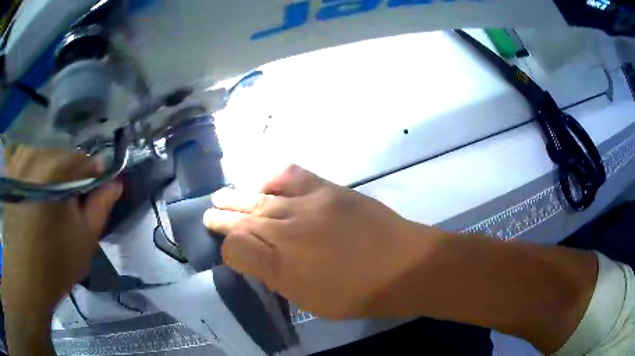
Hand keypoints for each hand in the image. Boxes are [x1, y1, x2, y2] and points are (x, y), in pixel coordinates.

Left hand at [2, 147, 121, 322]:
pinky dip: (35, 174)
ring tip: (49, 203)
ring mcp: (20, 159)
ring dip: (51, 175)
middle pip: (62, 156)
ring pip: (45, 157)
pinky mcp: (11, 168)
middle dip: (69, 177)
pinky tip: (33, 196)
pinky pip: (29, 161)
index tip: (92, 195)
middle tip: (67, 206)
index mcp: (56, 169)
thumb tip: (116, 181)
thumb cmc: (56, 263)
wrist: (25, 279)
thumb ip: (101, 204)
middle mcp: (36, 154)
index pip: (84, 160)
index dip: (93, 177)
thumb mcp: (85, 238)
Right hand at [203, 165, 438, 318]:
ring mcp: (309, 206)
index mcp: (283, 268)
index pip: (237, 250)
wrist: (405, 265)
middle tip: (209, 213)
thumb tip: (258, 261)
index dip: (227, 249)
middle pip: (244, 220)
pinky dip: (272, 178)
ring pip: (261, 198)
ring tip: (224, 195)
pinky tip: (264, 182)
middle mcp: (288, 233)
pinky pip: (291, 175)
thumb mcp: (312, 300)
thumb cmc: (359, 294)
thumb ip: (279, 279)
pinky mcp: (329, 189)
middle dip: (223, 217)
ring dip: (239, 195)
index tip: (226, 248)